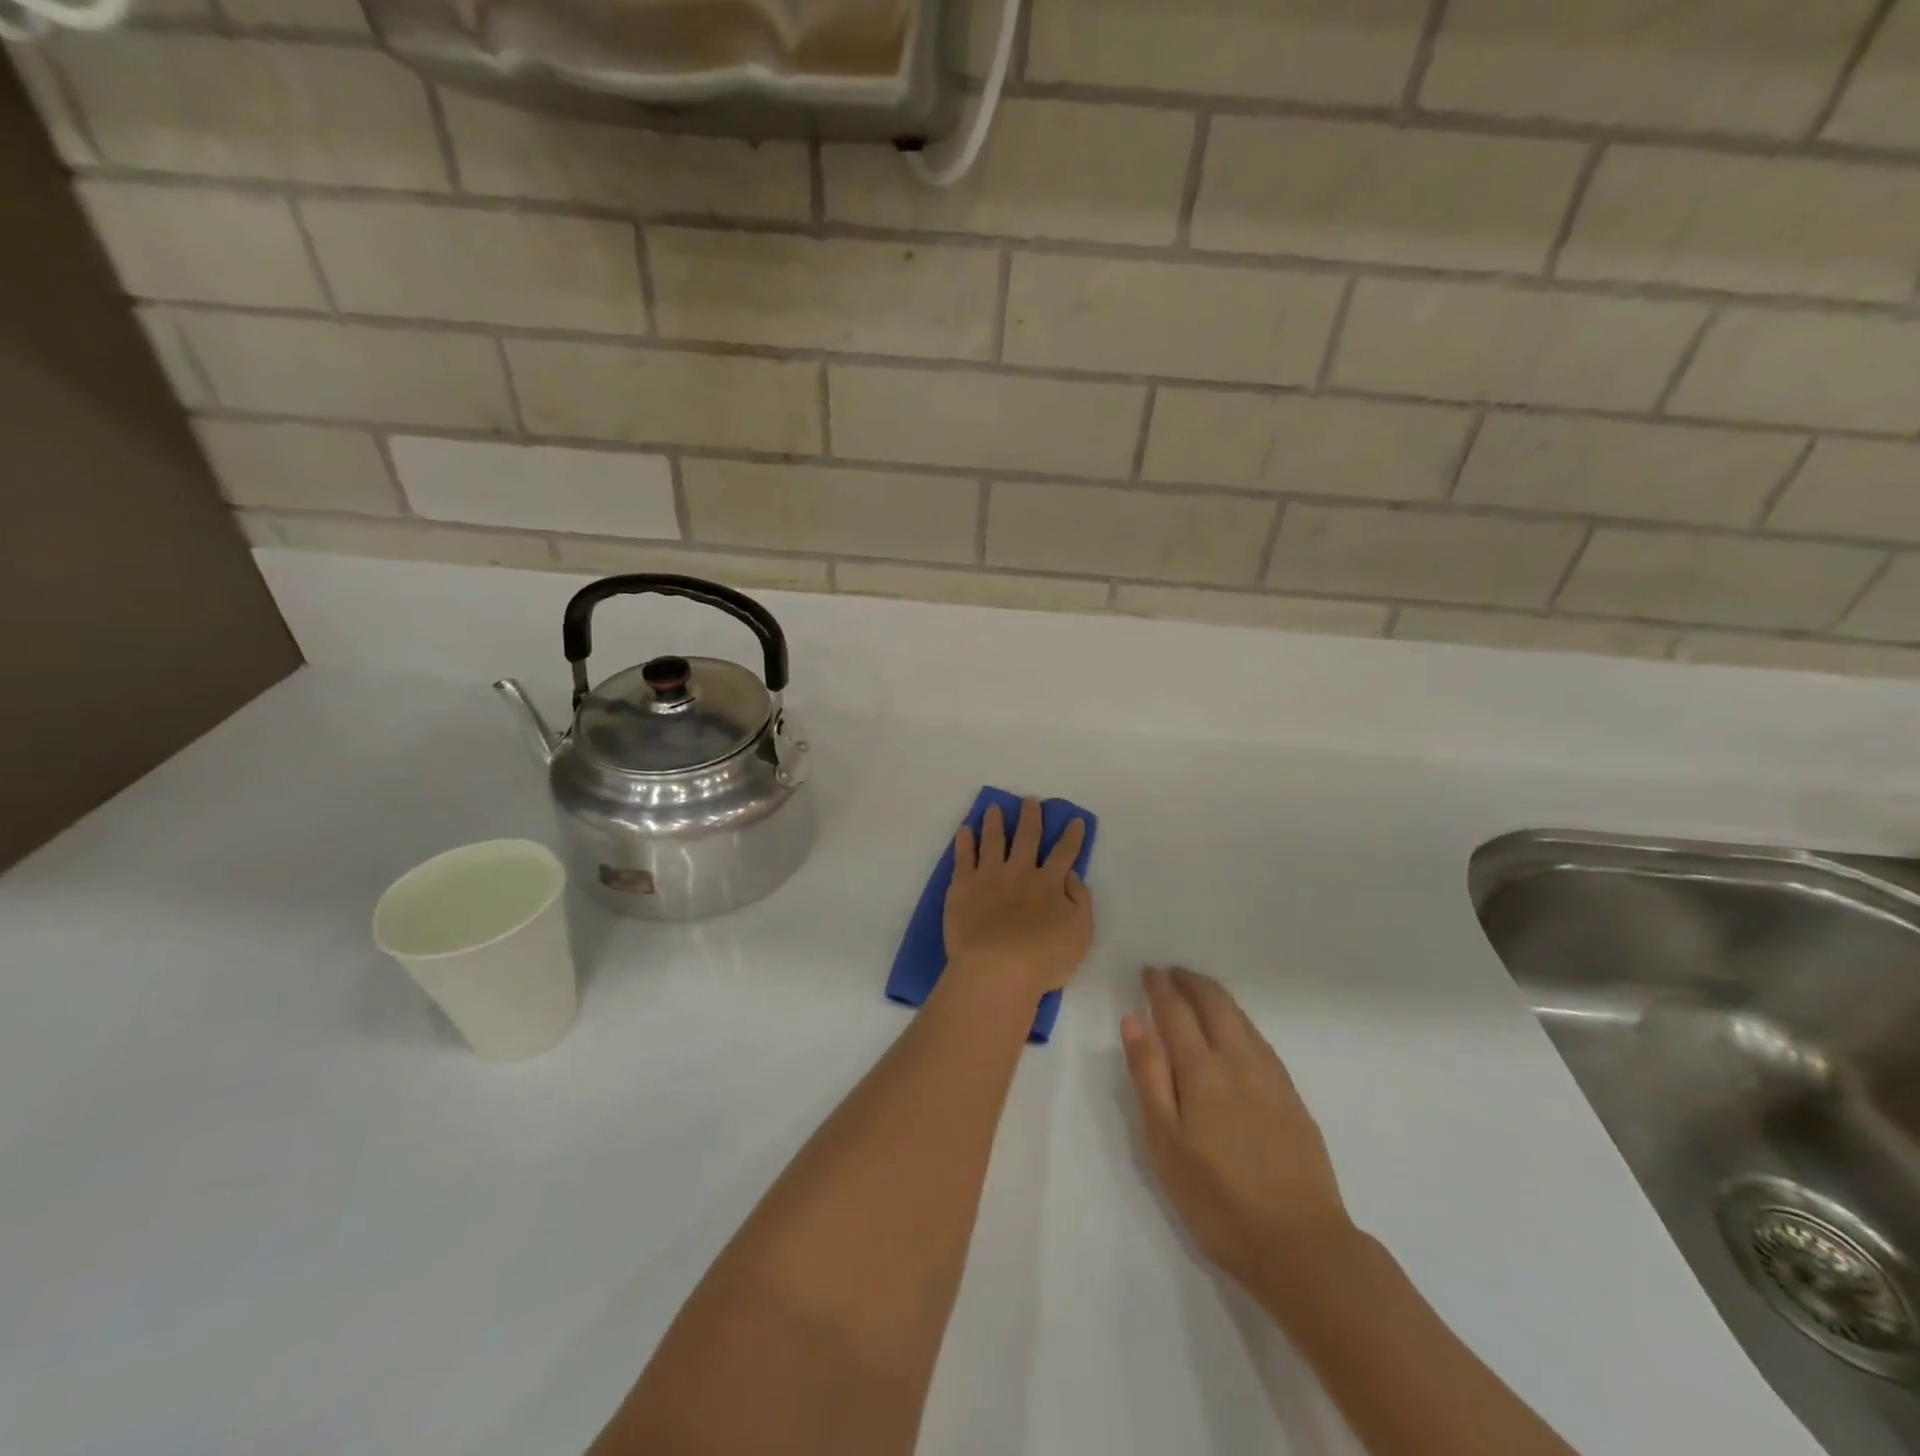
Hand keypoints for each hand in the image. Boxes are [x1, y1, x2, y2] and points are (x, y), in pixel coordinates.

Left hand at [943, 798, 1092, 1002]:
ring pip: (993, 840)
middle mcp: (1020, 872)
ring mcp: (989, 876)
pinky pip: (963, 857)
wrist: (996, 969)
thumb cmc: (1043, 958)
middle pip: (1027, 837)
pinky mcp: (963, 886)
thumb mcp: (1080, 933)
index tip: (1074, 820)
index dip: (1072, 836)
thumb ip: (1080, 900)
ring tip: (994, 808)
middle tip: (1030, 801)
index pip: (1065, 853)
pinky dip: (965, 841)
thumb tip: (1072, 876)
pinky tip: (965, 830)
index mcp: (1050, 883)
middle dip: (1031, 817)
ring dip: (995, 822)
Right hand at [1121, 967, 1353, 1292]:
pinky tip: (1237, 1032)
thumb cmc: (1217, 1199)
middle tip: (1172, 973)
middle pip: (1215, 1004)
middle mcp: (1238, 1061)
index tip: (1148, 972)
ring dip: (1216, 997)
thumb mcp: (1165, 1142)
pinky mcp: (1292, 1097)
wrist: (1302, 1246)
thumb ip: (1149, 1076)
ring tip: (1199, 992)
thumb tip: (1133, 1020)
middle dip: (1191, 982)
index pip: (1176, 1012)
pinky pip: (1260, 1039)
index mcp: (1202, 1070)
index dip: (1160, 988)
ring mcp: (1271, 1078)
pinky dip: (1240, 1021)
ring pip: (1241, 1018)